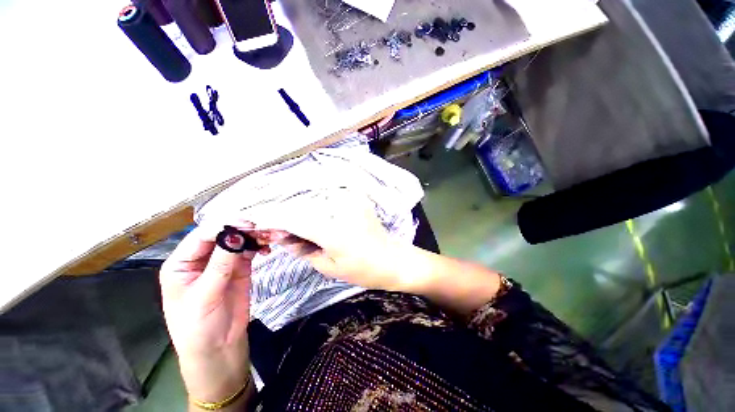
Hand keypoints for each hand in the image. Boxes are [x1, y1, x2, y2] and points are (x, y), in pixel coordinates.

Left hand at [160, 222, 262, 402]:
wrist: (219, 349)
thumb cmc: (198, 327)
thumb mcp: (205, 296)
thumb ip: (220, 264)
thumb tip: (235, 235)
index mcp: (182, 263)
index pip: (201, 236)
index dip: (223, 227)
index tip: (246, 225)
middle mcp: (201, 259)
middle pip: (221, 235)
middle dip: (241, 229)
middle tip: (262, 228)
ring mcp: (222, 263)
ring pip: (238, 241)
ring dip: (253, 236)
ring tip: (268, 237)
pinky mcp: (240, 268)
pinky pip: (249, 251)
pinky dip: (258, 246)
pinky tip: (266, 248)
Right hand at [256, 189, 408, 290]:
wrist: (392, 259)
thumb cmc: (363, 270)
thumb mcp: (328, 267)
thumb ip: (303, 249)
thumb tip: (284, 238)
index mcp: (332, 230)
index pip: (294, 219)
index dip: (274, 220)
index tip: (259, 222)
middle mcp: (340, 209)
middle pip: (302, 208)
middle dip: (287, 218)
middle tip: (280, 232)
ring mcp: (350, 200)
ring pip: (314, 202)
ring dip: (302, 212)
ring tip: (299, 228)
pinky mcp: (357, 199)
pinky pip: (329, 199)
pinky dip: (318, 207)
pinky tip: (317, 218)